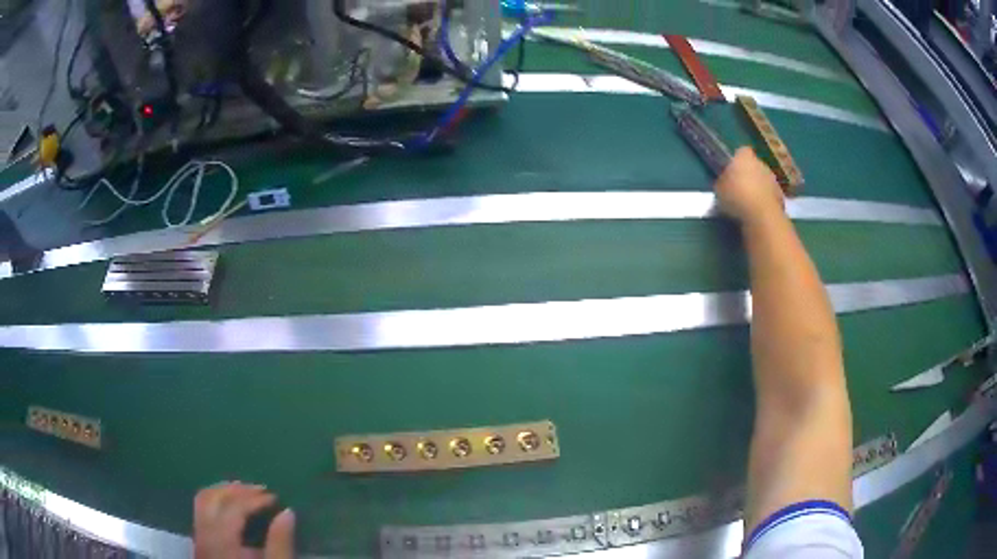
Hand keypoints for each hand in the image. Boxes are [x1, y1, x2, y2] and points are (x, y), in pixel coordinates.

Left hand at [194, 482, 294, 558]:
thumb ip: (280, 543)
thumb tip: (287, 512)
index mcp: (222, 541)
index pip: (234, 508)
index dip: (254, 498)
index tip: (275, 497)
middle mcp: (204, 535)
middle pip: (211, 498)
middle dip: (235, 489)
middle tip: (259, 489)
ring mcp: (198, 539)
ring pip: (202, 502)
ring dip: (223, 493)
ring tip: (245, 493)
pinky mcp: (199, 545)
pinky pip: (202, 512)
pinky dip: (217, 503)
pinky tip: (232, 511)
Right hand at [713, 147, 784, 226]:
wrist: (761, 215)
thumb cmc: (736, 196)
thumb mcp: (719, 188)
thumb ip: (723, 181)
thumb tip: (726, 181)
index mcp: (744, 157)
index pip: (741, 152)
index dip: (737, 161)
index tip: (732, 171)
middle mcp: (761, 163)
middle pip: (754, 166)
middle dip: (749, 175)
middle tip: (740, 189)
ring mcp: (773, 179)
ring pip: (764, 180)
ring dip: (758, 188)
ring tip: (750, 203)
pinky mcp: (781, 196)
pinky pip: (770, 195)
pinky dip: (766, 201)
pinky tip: (759, 212)